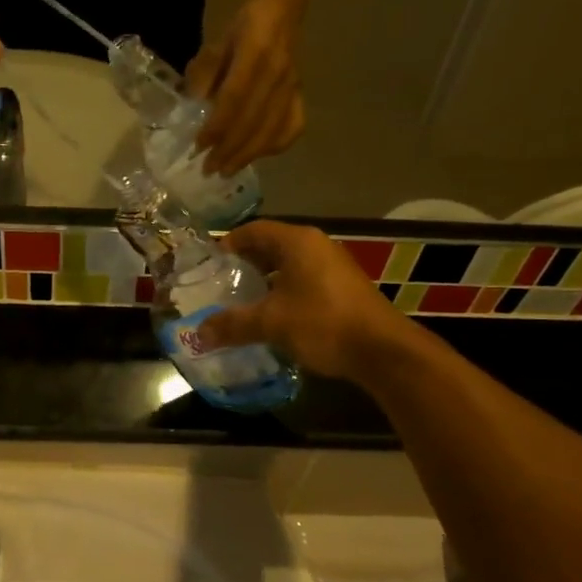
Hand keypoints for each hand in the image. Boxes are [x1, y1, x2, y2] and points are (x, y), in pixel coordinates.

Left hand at [186, 0, 304, 175]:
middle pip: (252, 121)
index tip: (199, 147)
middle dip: (229, 150)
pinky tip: (259, 156)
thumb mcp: (216, 44)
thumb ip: (204, 74)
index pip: (233, 99)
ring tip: (227, 170)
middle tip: (209, 169)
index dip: (216, 126)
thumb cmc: (242, 29)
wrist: (281, 13)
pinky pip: (293, 126)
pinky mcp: (300, 94)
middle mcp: (276, 74)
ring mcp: (291, 87)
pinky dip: (276, 145)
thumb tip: (195, 106)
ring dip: (248, 155)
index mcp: (254, 55)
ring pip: (272, 130)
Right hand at [195, 221, 415, 383]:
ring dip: (265, 280)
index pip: (254, 230)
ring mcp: (334, 266)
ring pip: (289, 266)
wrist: (382, 351)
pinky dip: (284, 292)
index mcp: (297, 242)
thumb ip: (233, 325)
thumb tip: (199, 334)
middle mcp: (316, 246)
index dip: (228, 244)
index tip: (209, 264)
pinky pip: (304, 281)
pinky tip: (273, 316)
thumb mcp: (271, 323)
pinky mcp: (343, 288)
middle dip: (245, 264)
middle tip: (220, 284)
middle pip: (271, 246)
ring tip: (242, 302)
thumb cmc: (322, 323)